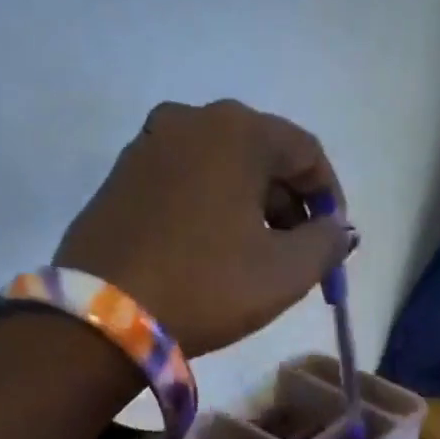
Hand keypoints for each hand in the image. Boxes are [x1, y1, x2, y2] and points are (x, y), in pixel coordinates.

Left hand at [55, 100, 353, 356]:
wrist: (102, 318)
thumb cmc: (207, 286)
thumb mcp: (285, 272)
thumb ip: (327, 243)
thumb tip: (337, 230)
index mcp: (237, 131)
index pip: (307, 152)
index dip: (330, 198)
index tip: (333, 241)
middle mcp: (190, 120)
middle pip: (263, 156)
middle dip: (290, 204)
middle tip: (299, 253)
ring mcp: (149, 145)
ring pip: (223, 169)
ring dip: (252, 207)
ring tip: (258, 258)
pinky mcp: (121, 176)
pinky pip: (186, 181)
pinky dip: (212, 208)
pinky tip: (213, 251)